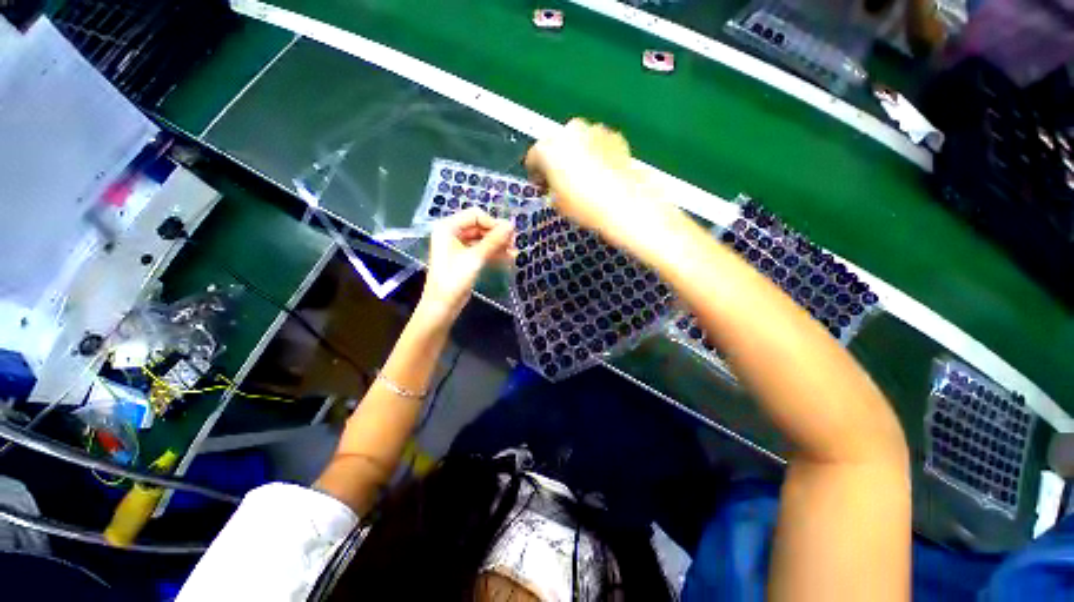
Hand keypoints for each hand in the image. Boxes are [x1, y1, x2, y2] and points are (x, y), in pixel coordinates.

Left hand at [416, 208, 513, 325]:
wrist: (442, 306)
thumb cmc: (454, 280)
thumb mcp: (475, 258)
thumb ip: (494, 240)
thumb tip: (512, 225)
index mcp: (448, 227)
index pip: (475, 215)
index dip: (493, 223)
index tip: (510, 234)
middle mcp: (452, 233)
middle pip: (480, 226)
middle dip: (497, 234)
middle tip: (514, 244)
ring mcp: (458, 246)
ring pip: (482, 239)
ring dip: (498, 245)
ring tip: (515, 253)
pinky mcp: (464, 259)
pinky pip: (481, 250)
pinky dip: (494, 253)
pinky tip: (508, 259)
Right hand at [524, 118, 684, 256]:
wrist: (622, 204)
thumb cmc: (583, 205)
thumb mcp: (557, 203)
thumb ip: (550, 189)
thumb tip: (552, 187)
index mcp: (548, 148)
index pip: (534, 157)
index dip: (536, 173)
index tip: (541, 185)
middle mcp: (569, 132)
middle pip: (556, 144)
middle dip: (557, 159)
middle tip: (562, 180)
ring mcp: (593, 130)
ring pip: (578, 141)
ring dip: (577, 154)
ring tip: (585, 177)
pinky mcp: (614, 136)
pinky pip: (598, 143)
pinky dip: (596, 153)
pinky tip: (601, 172)